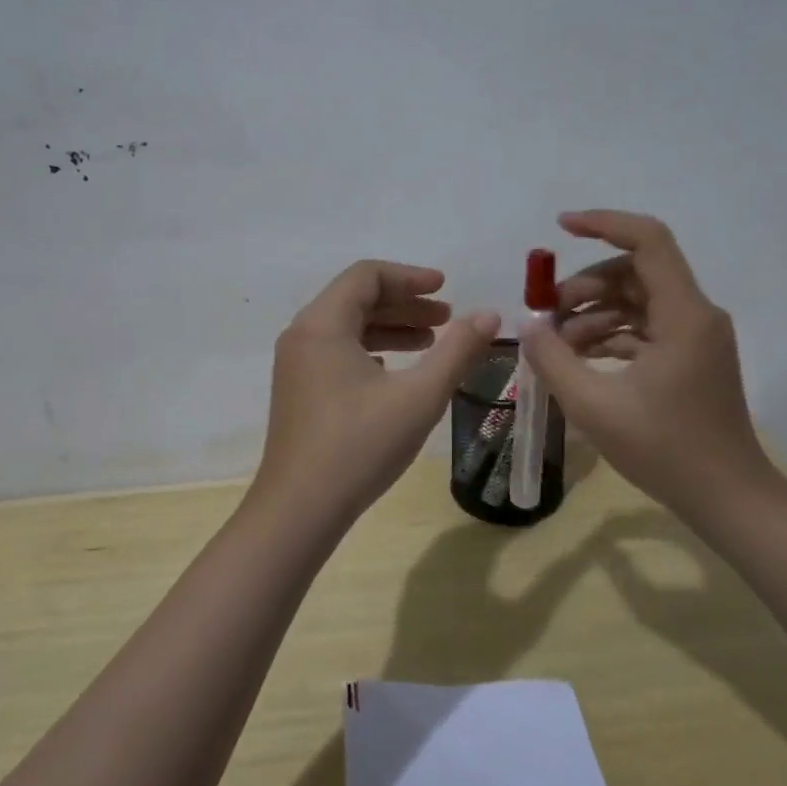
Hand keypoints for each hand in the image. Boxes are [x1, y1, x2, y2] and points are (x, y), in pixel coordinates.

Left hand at [253, 261, 499, 523]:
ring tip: (432, 341)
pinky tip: (397, 371)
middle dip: (405, 303)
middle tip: (447, 317)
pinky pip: (338, 352)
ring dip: (391, 328)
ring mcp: (296, 365)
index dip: (410, 277)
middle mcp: (303, 335)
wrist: (299, 509)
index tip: (446, 289)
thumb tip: (490, 314)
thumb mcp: (419, 396)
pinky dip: (371, 350)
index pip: (367, 275)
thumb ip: (458, 350)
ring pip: (347, 327)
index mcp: (323, 324)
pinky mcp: (298, 391)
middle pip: (356, 298)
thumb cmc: (360, 446)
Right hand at [520, 210, 782, 523]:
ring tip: (555, 344)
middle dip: (585, 285)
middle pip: (635, 271)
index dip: (604, 223)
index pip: (648, 240)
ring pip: (636, 300)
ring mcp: (695, 337)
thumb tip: (528, 324)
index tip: (560, 227)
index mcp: (683, 314)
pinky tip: (578, 359)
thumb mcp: (594, 405)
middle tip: (545, 314)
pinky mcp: (689, 358)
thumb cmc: (665, 450)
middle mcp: (695, 314)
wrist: (728, 499)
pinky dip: (610, 334)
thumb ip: (553, 359)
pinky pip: (644, 328)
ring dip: (593, 313)